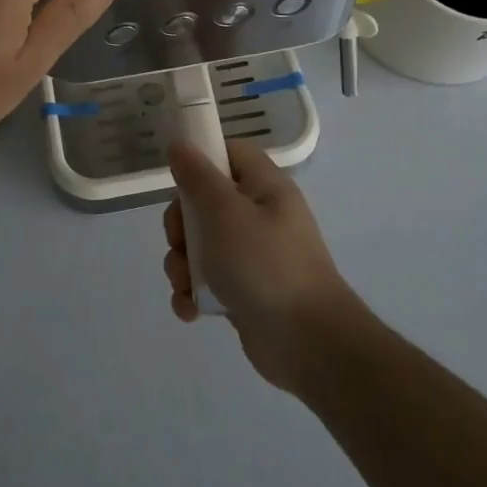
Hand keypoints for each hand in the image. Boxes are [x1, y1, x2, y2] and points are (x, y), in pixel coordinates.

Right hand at [163, 139, 360, 388]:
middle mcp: (261, 216)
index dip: (201, 161)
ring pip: (201, 245)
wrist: (309, 343)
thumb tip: (180, 144)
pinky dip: (194, 294)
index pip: (230, 154)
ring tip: (185, 285)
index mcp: (265, 187)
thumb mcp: (224, 212)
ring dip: (183, 265)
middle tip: (180, 243)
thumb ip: (197, 177)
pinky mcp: (245, 291)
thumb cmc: (265, 264)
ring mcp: (254, 256)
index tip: (177, 182)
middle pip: (205, 202)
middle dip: (181, 226)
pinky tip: (191, 310)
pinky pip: (209, 281)